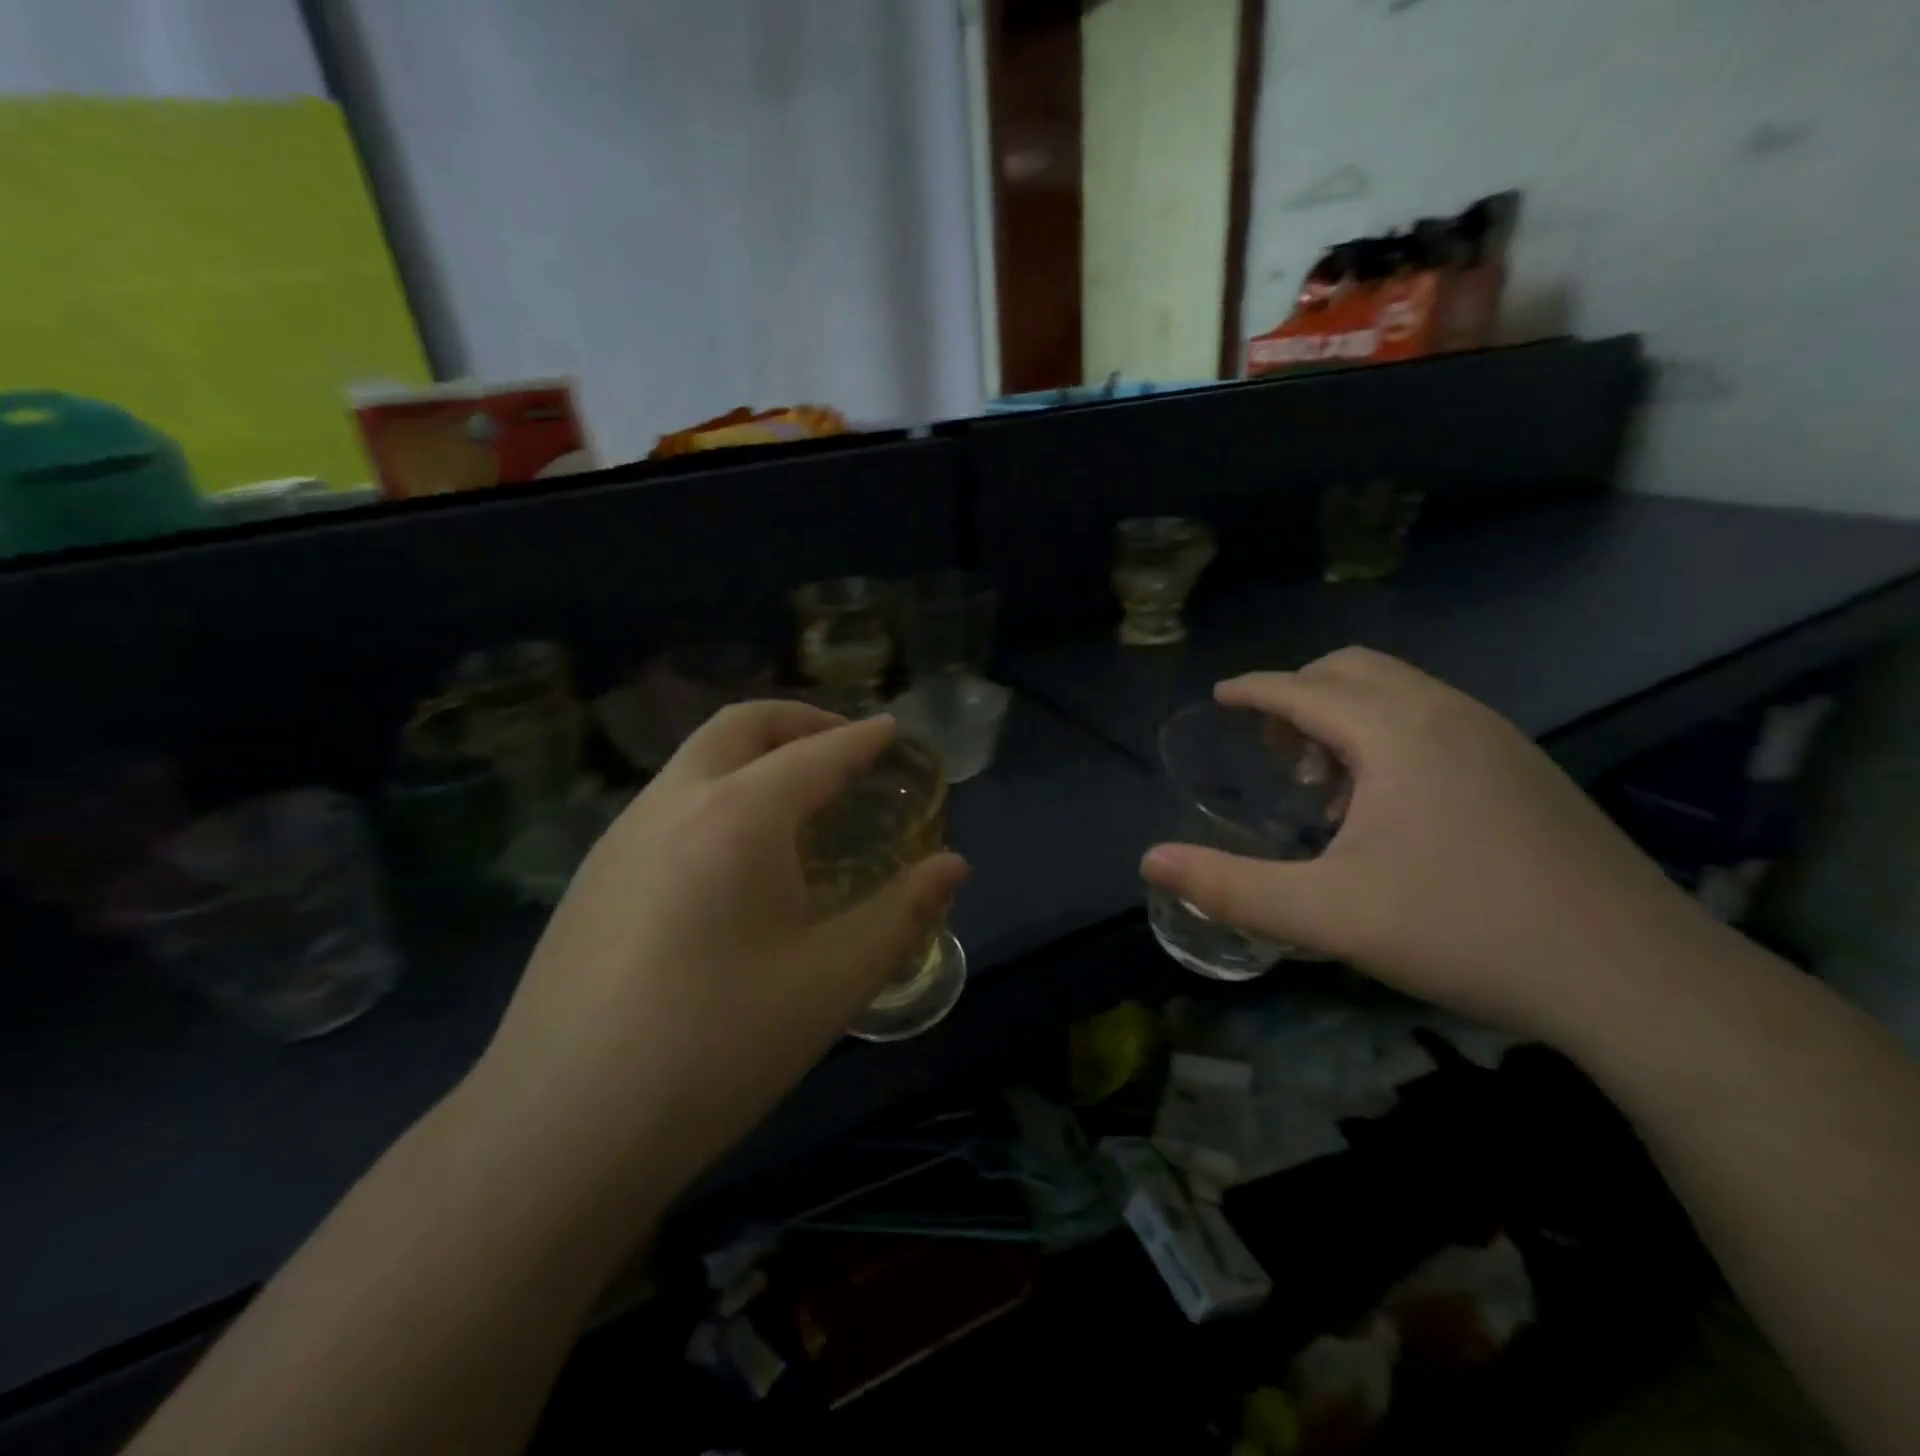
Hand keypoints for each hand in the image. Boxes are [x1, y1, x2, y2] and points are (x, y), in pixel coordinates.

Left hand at [474, 702, 969, 1204]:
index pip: (816, 755)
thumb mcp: (834, 979)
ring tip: (793, 797)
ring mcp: (620, 836)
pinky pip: (666, 802)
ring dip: (750, 754)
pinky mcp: (591, 875)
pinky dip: (715, 792)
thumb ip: (903, 912)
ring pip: (694, 760)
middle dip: (797, 720)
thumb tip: (953, 866)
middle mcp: (673, 804)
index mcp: (739, 817)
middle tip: (841, 744)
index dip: (861, 739)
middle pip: (738, 726)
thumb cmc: (720, 1045)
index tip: (890, 728)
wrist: (563, 1128)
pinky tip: (730, 856)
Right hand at [1140, 648, 1698, 1041]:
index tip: (1221, 695)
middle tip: (1277, 756)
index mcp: (1396, 732)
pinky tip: (1391, 809)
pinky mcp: (1526, 768)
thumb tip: (1151, 862)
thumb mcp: (1327, 914)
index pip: (1303, 688)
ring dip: (1347, 720)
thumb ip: (1230, 886)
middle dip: (1300, 698)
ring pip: (1399, 693)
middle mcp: (1447, 714)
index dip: (1254, 689)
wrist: (1635, 978)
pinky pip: (1436, 720)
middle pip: (1353, 670)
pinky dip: (1391, 737)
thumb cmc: (1464, 930)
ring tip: (1327, 789)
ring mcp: (1497, 738)